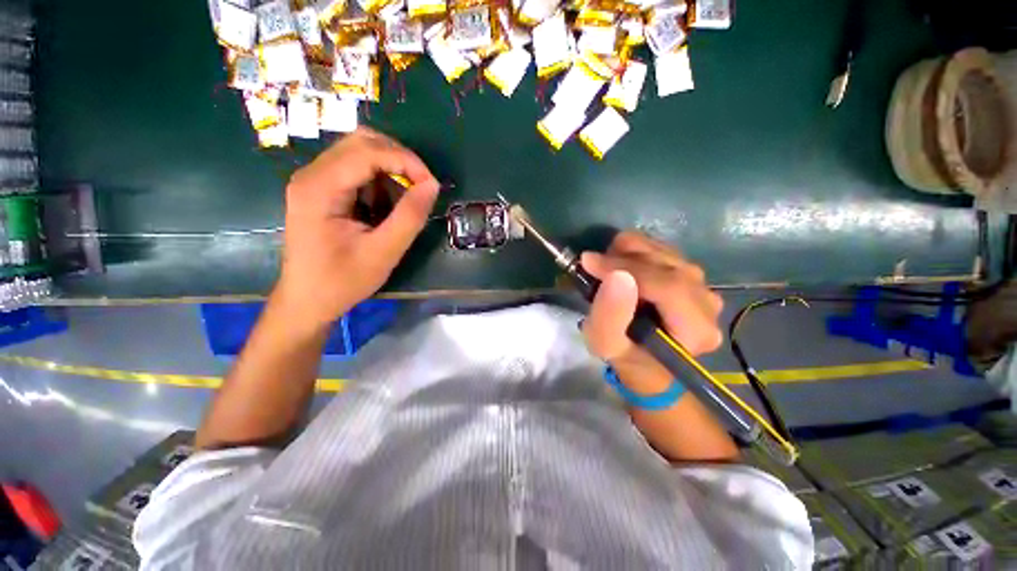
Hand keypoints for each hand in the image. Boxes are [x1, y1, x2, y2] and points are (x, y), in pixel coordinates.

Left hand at [276, 128, 439, 326]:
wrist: (307, 300)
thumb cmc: (342, 281)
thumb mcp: (383, 252)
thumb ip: (409, 217)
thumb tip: (432, 186)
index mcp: (320, 188)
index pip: (368, 152)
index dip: (407, 161)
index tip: (432, 186)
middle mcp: (312, 174)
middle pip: (362, 142)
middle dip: (400, 159)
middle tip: (422, 188)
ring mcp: (314, 180)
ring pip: (360, 152)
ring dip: (391, 170)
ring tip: (405, 201)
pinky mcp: (321, 189)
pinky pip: (356, 169)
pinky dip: (380, 180)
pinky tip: (387, 205)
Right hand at [580, 231, 722, 383]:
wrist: (642, 355)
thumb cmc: (623, 355)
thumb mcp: (605, 343)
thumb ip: (609, 315)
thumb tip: (617, 275)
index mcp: (696, 329)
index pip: (667, 286)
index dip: (626, 268)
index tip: (589, 262)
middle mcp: (707, 303)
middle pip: (667, 264)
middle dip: (622, 259)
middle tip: (593, 266)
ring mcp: (703, 286)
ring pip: (663, 251)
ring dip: (626, 254)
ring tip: (605, 269)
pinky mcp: (691, 275)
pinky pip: (662, 250)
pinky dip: (634, 252)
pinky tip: (620, 268)